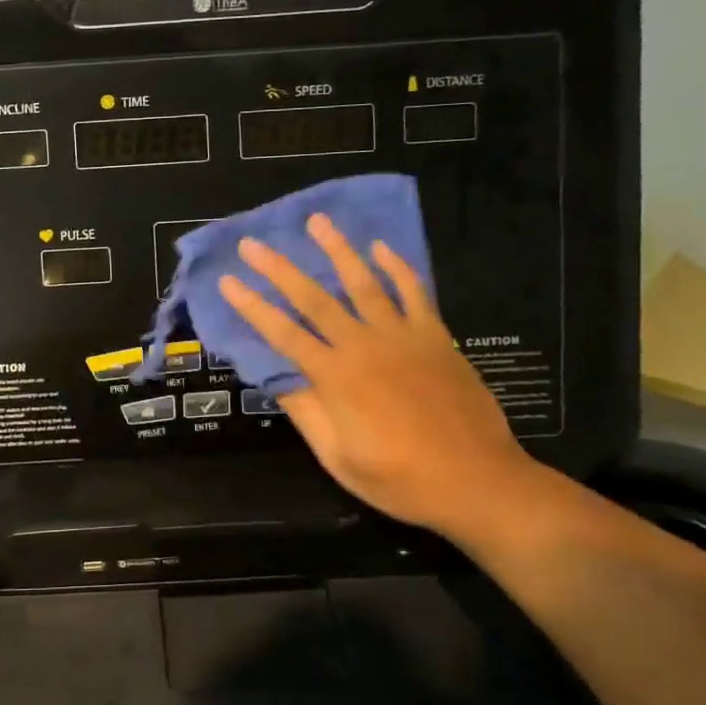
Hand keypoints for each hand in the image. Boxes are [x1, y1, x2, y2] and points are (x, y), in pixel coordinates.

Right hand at [219, 214, 536, 535]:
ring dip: (338, 250)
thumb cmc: (401, 479)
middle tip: (252, 244)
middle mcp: (365, 346)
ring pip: (364, 283)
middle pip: (315, 299)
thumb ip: (307, 413)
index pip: (283, 334)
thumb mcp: (339, 457)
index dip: (252, 307)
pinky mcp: (436, 338)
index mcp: (336, 378)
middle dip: (279, 269)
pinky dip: (398, 268)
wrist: (478, 482)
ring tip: (317, 222)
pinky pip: (414, 293)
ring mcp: (403, 337)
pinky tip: (381, 248)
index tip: (228, 282)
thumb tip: (277, 378)